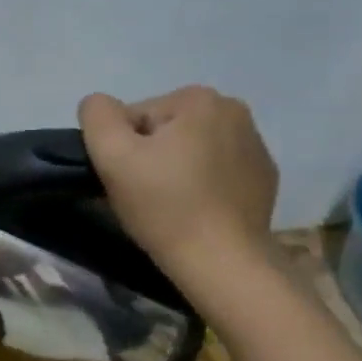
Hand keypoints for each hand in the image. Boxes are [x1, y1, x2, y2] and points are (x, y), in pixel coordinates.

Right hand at [77, 86, 279, 294]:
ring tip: (169, 206)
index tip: (126, 179)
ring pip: (191, 149)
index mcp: (199, 99)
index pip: (136, 115)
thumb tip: (98, 105)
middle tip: (143, 194)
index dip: (122, 147)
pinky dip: (202, 184)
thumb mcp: (112, 155)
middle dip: (150, 155)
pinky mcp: (264, 177)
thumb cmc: (163, 206)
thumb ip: (97, 115)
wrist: (222, 262)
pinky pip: (217, 170)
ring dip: (175, 169)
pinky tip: (196, 211)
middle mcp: (234, 110)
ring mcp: (255, 145)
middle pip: (165, 129)